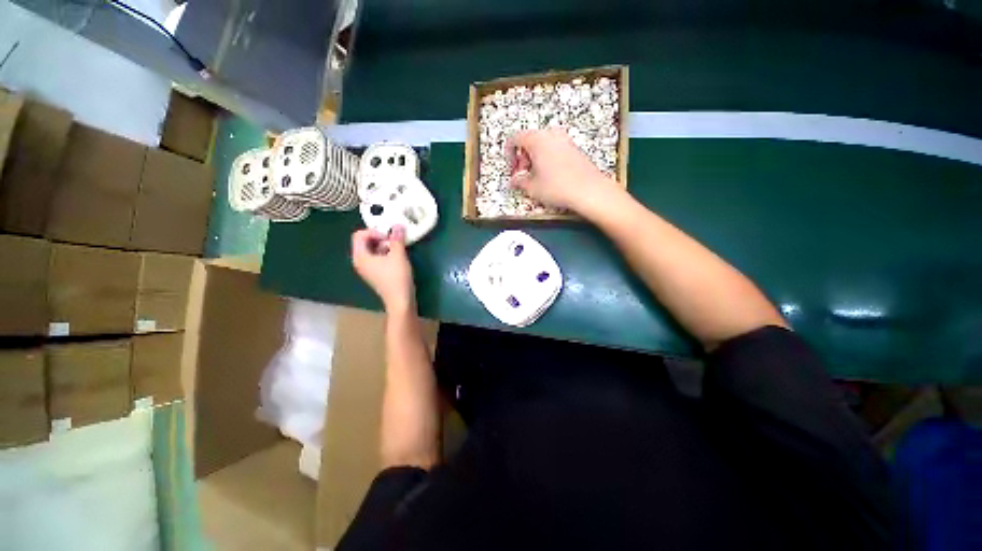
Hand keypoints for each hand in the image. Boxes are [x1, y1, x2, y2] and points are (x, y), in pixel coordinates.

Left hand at [351, 226, 414, 311]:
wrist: (400, 300)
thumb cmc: (397, 277)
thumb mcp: (398, 255)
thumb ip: (397, 239)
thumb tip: (397, 225)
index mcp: (360, 256)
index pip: (359, 235)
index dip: (374, 232)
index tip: (389, 237)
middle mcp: (360, 262)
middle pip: (365, 242)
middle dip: (380, 238)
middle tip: (394, 241)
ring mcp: (367, 269)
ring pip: (372, 250)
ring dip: (384, 246)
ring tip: (398, 249)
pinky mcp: (375, 274)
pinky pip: (376, 258)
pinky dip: (385, 254)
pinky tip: (397, 258)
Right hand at [508, 128, 617, 212]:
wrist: (589, 190)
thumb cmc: (559, 187)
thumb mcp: (532, 187)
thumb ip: (519, 181)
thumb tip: (514, 181)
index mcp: (536, 139)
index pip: (514, 139)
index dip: (509, 155)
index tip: (512, 169)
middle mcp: (550, 134)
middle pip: (528, 140)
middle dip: (522, 158)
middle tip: (523, 175)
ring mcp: (564, 139)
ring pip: (542, 144)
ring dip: (534, 159)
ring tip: (536, 178)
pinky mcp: (574, 148)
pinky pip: (554, 149)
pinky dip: (547, 159)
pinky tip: (550, 177)